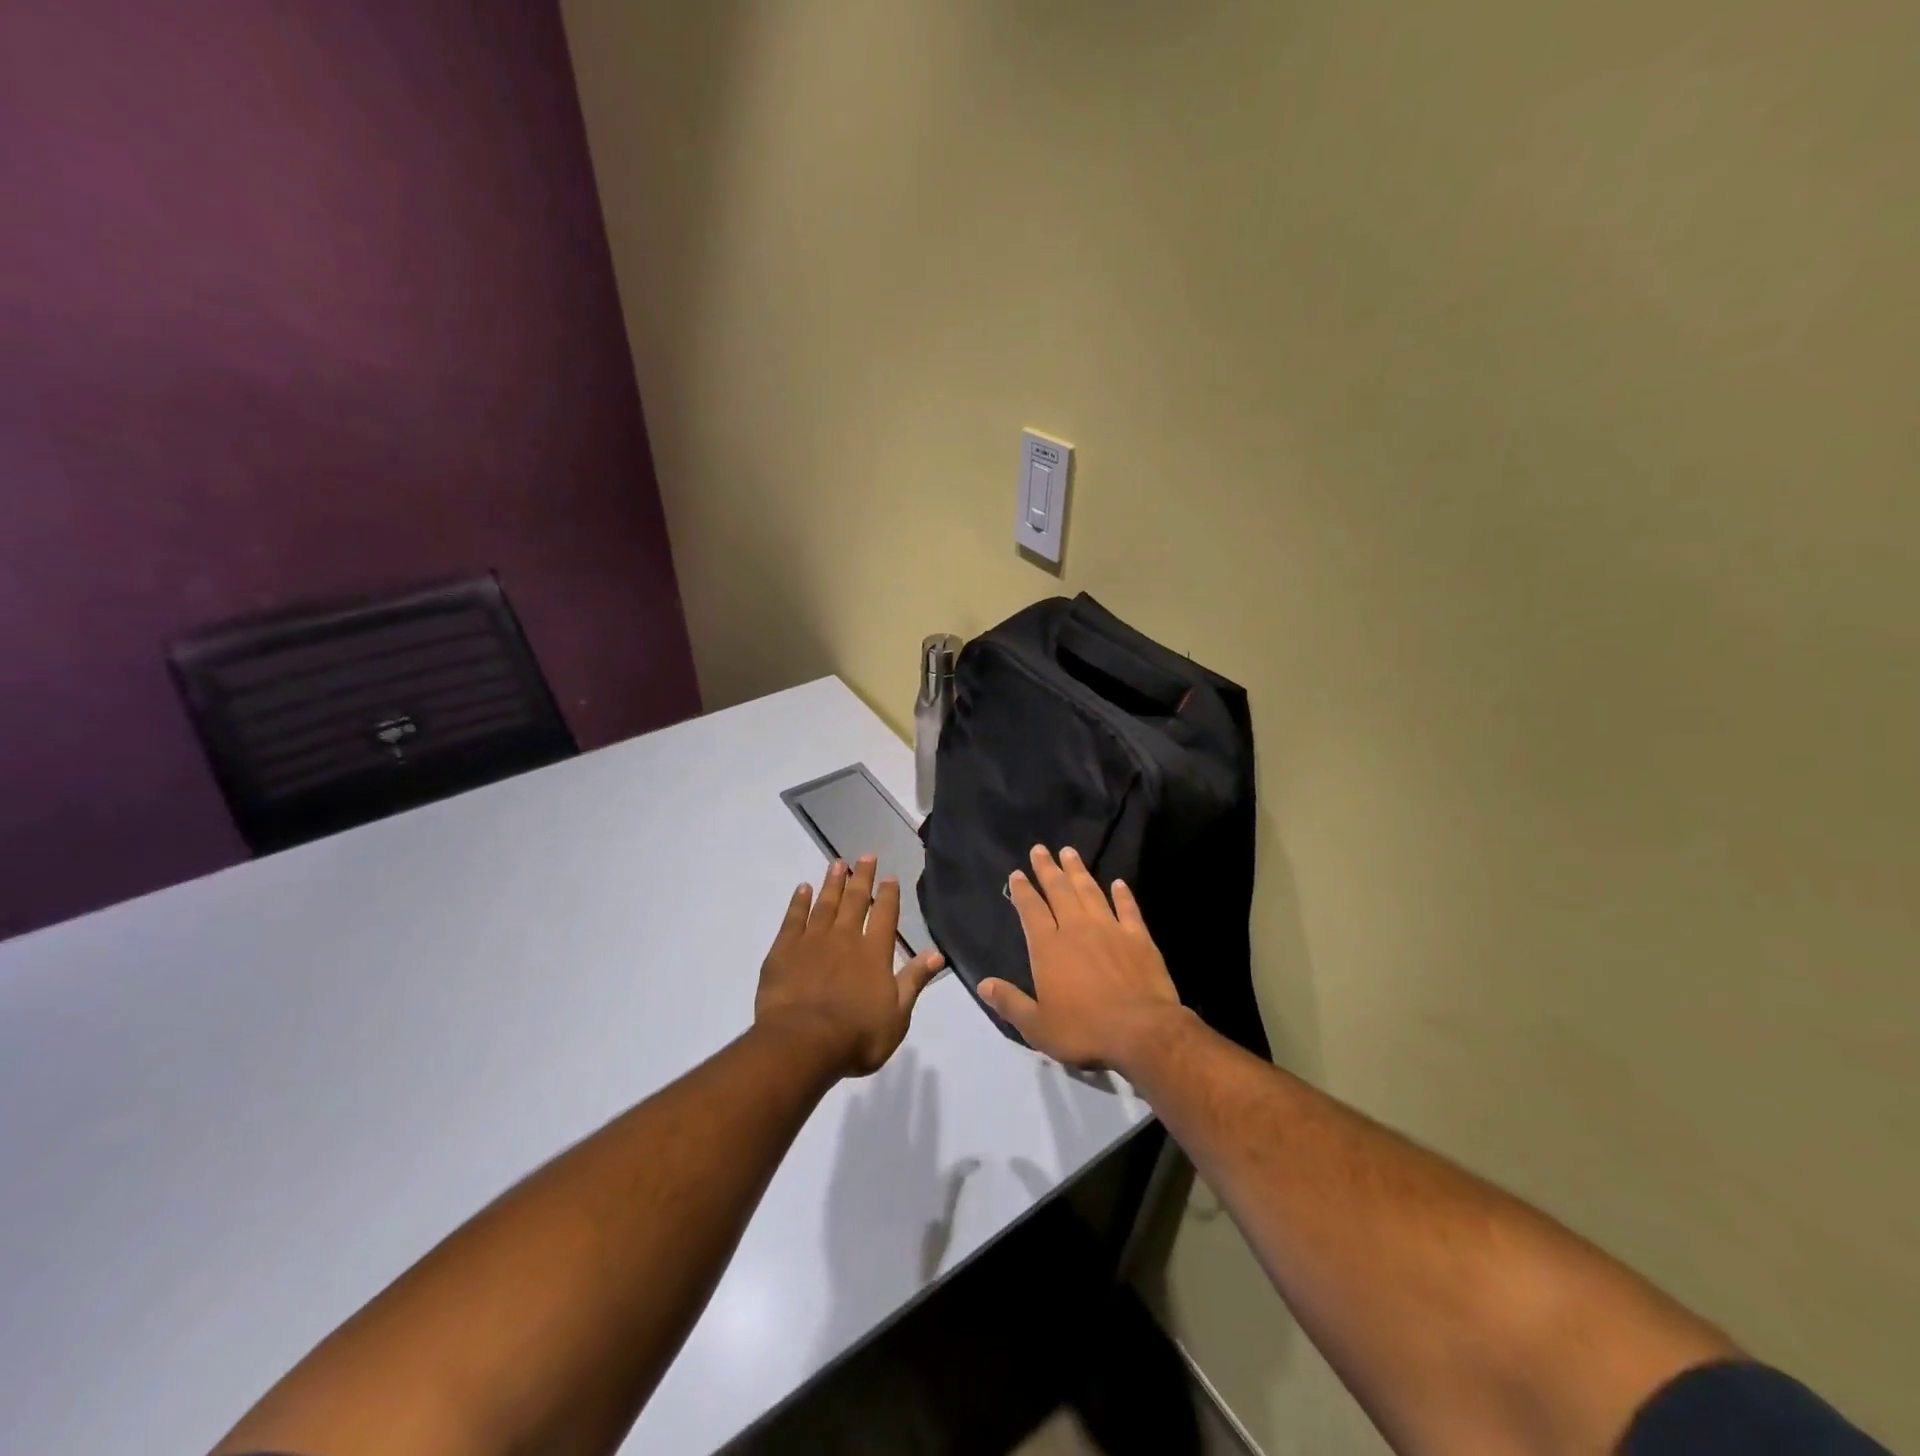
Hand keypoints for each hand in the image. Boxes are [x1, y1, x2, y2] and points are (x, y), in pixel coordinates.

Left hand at [755, 856, 945, 1077]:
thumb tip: (938, 953)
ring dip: (832, 882)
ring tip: (837, 863)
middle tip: (865, 855)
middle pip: (855, 900)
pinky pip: (793, 918)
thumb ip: (915, 980)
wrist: (802, 1043)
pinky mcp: (784, 950)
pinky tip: (802, 889)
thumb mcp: (898, 1015)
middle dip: (862, 877)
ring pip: (825, 903)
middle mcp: (845, 938)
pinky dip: (799, 902)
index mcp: (874, 952)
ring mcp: (812, 941)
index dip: (888, 894)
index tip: (889, 877)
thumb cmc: (856, 1035)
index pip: (885, 915)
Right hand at [978, 846, 1189, 1072]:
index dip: (1023, 891)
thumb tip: (983, 984)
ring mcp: (1110, 929)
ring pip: (1090, 891)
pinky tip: (1118, 883)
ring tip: (1070, 852)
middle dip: (1047, 868)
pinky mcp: (1138, 937)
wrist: (1141, 1031)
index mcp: (1048, 947)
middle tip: (1040, 848)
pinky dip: (1122, 894)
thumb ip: (1010, 1002)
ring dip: (1078, 871)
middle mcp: (1076, 929)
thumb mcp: (1037, 1026)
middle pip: (1059, 890)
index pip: (1031, 910)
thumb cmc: (1084, 1030)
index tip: (1017, 873)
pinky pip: (1127, 908)